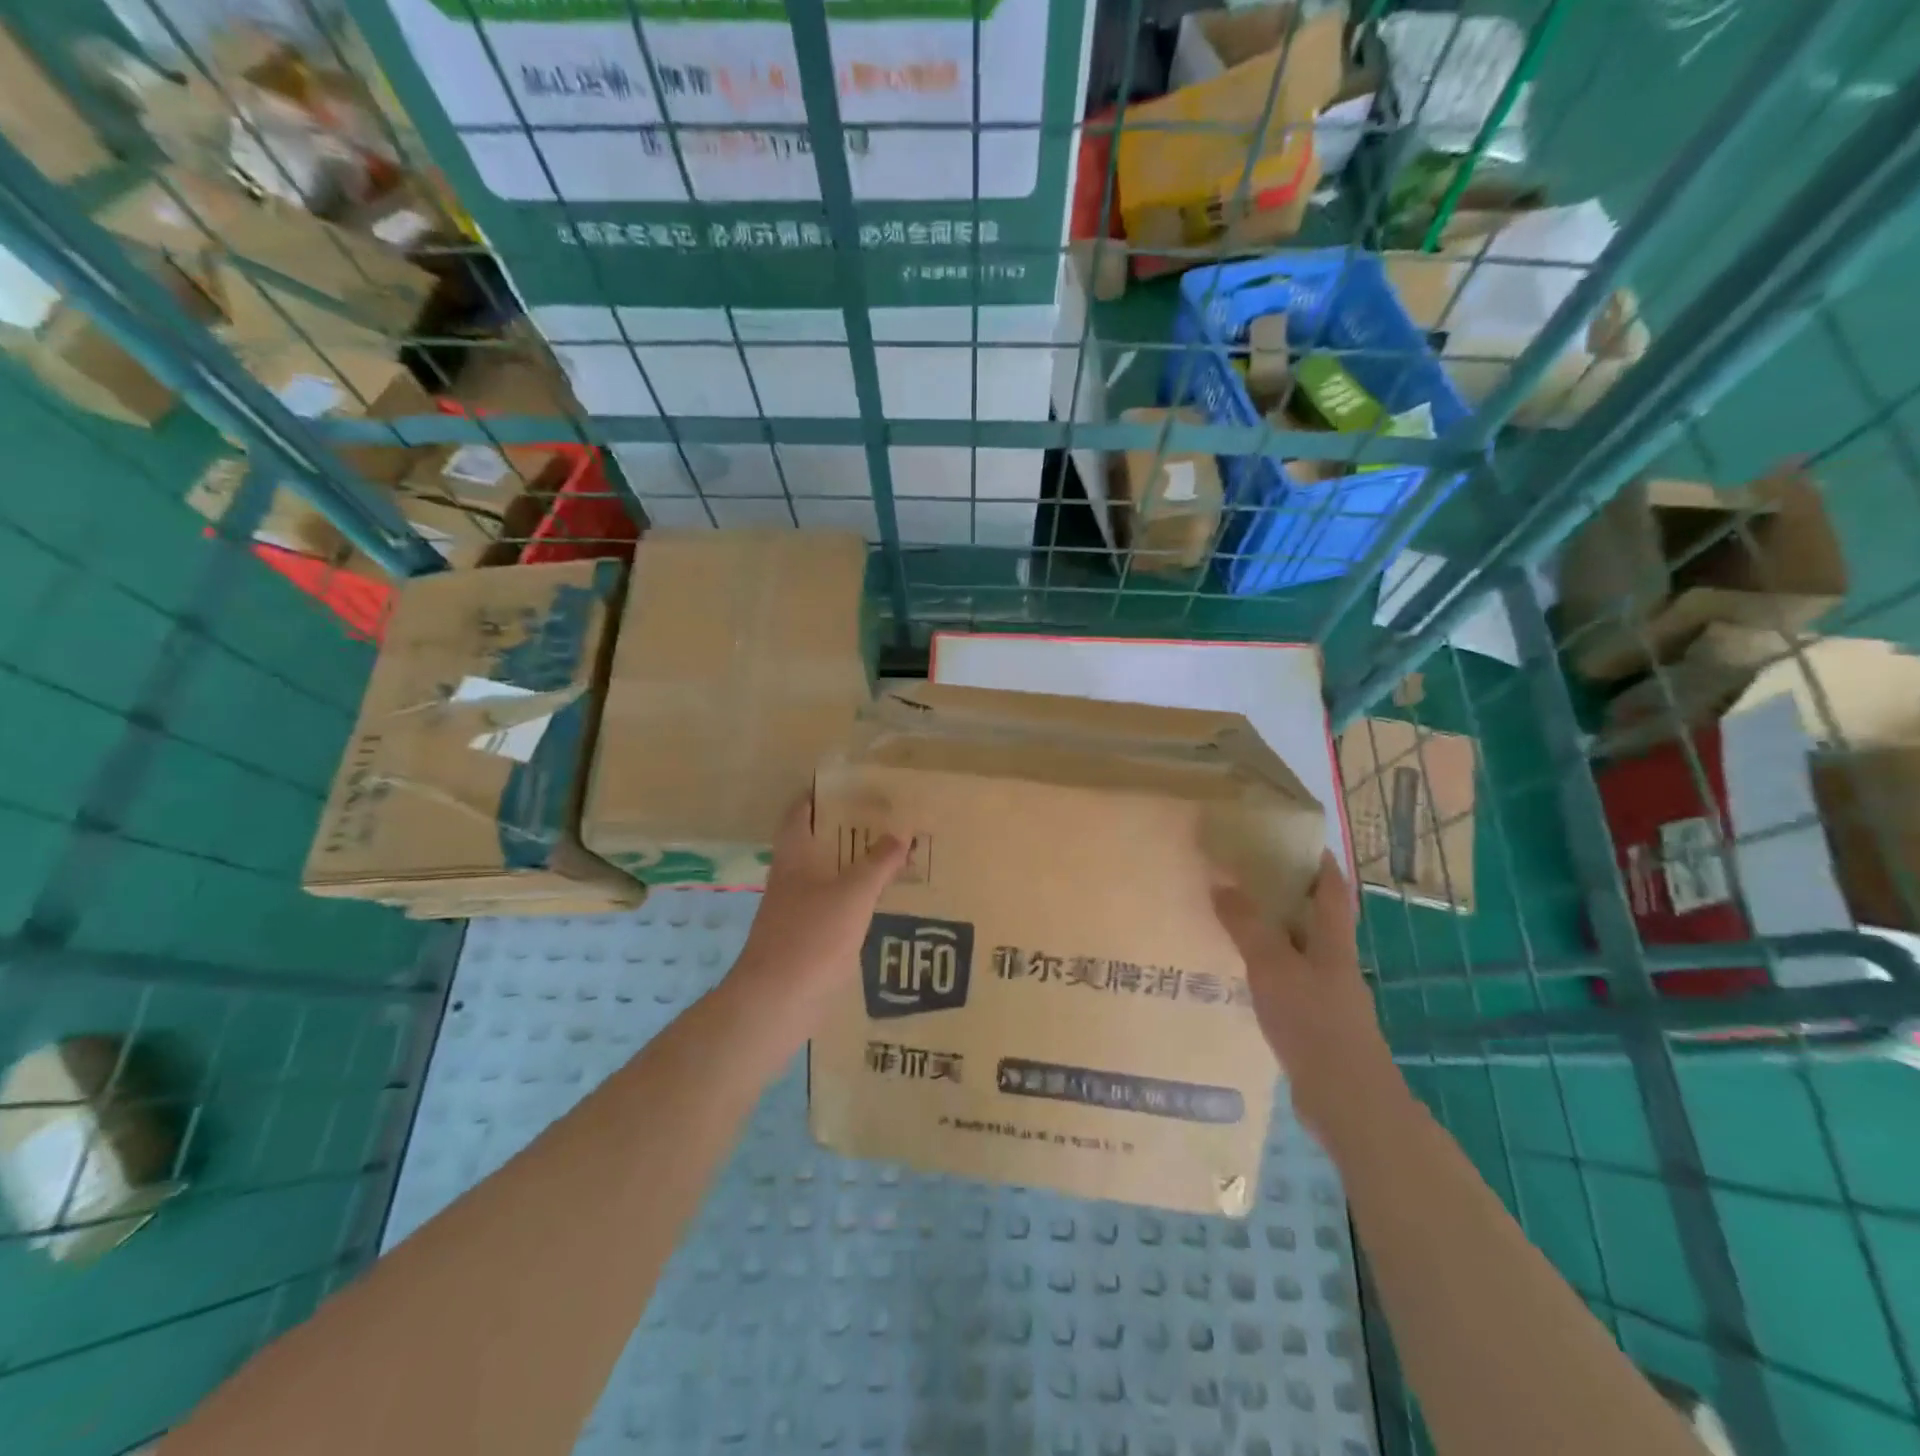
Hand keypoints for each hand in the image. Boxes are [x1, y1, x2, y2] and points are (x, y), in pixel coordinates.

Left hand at [725, 794, 908, 1026]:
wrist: (776, 1003)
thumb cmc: (811, 938)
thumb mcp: (852, 894)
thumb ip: (877, 863)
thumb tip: (900, 835)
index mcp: (794, 859)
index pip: (799, 814)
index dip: (819, 796)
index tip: (850, 786)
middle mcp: (791, 881)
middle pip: (817, 846)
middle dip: (848, 834)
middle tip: (886, 824)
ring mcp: (795, 914)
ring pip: (827, 880)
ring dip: (854, 870)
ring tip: (892, 862)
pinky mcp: (805, 943)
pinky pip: (833, 912)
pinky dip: (854, 904)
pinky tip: (881, 908)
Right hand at [1211, 851, 1395, 1137]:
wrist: (1346, 1101)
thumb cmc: (1314, 1022)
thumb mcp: (1273, 966)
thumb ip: (1247, 925)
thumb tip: (1221, 882)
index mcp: (1334, 943)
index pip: (1333, 891)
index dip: (1321, 863)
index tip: (1299, 839)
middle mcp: (1334, 964)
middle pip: (1316, 920)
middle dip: (1289, 896)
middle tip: (1248, 875)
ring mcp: (1327, 996)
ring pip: (1299, 952)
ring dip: (1274, 934)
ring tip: (1233, 919)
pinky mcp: (1314, 1024)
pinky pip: (1287, 982)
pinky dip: (1267, 969)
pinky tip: (1240, 975)